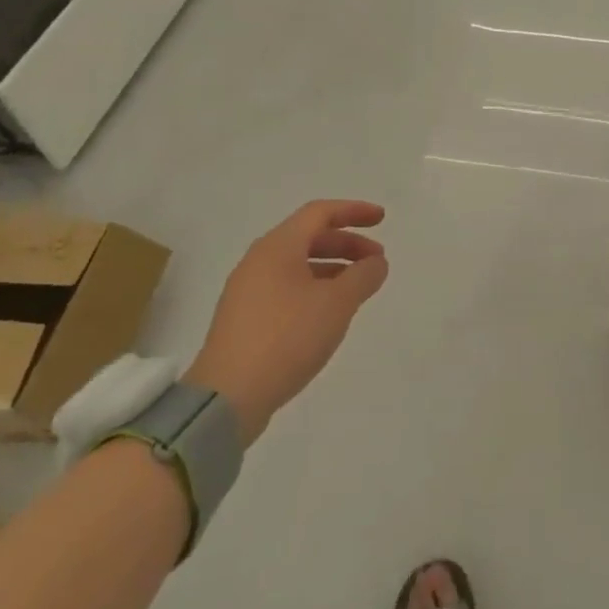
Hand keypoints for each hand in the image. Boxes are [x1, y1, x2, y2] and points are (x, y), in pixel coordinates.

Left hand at [185, 199, 387, 442]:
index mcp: (278, 247)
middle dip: (347, 244)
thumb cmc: (287, 337)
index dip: (354, 211)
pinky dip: (315, 288)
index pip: (320, 213)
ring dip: (333, 268)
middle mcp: (259, 261)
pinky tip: (330, 313)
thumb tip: (376, 263)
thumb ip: (363, 276)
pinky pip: (286, 288)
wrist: (227, 397)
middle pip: (309, 238)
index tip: (382, 219)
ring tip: (359, 287)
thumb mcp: (337, 303)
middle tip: (376, 261)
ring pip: (298, 265)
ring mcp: (247, 291)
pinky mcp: (244, 319)